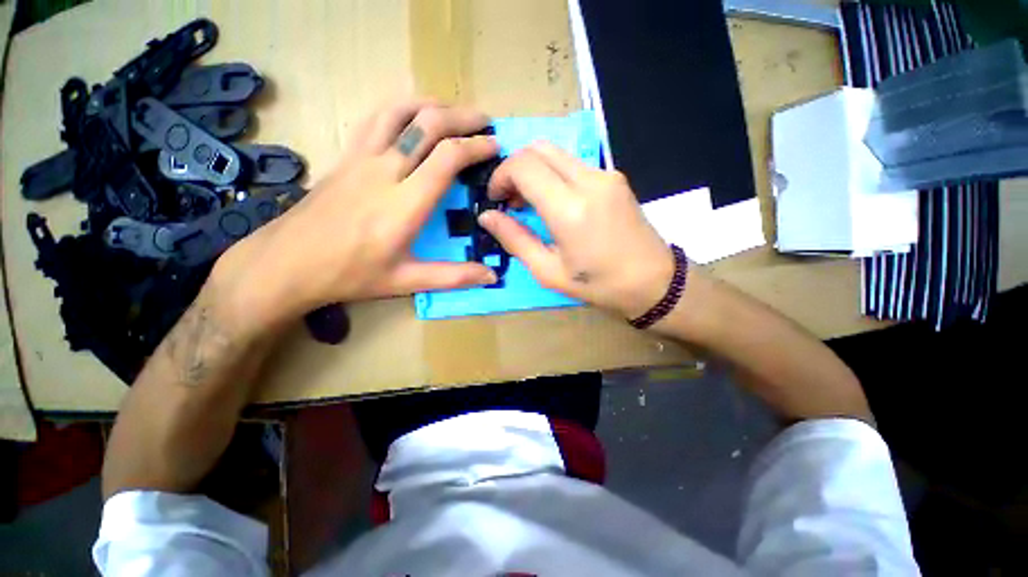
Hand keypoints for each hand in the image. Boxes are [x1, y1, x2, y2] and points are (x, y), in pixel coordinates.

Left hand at [211, 99, 499, 328]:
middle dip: (463, 117)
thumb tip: (492, 276)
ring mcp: (361, 158)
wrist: (287, 263)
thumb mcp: (407, 281)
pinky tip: (411, 114)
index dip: (476, 146)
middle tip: (485, 122)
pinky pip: (375, 117)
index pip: (447, 158)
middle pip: (428, 124)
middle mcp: (385, 171)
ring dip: (432, 105)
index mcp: (404, 204)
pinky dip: (400, 107)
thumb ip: (454, 277)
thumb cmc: (350, 275)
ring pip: (400, 111)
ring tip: (454, 112)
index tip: (495, 146)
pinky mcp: (345, 156)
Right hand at [480, 142, 674, 319]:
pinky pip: (574, 163)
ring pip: (556, 153)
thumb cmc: (598, 284)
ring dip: (534, 171)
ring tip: (529, 203)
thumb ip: (515, 239)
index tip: (495, 199)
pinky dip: (554, 174)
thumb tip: (487, 216)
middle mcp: (589, 180)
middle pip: (538, 149)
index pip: (523, 165)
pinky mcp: (615, 176)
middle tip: (509, 200)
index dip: (500, 176)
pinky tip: (555, 202)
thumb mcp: (549, 271)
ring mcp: (606, 174)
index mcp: (569, 209)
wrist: (654, 281)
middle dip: (514, 169)